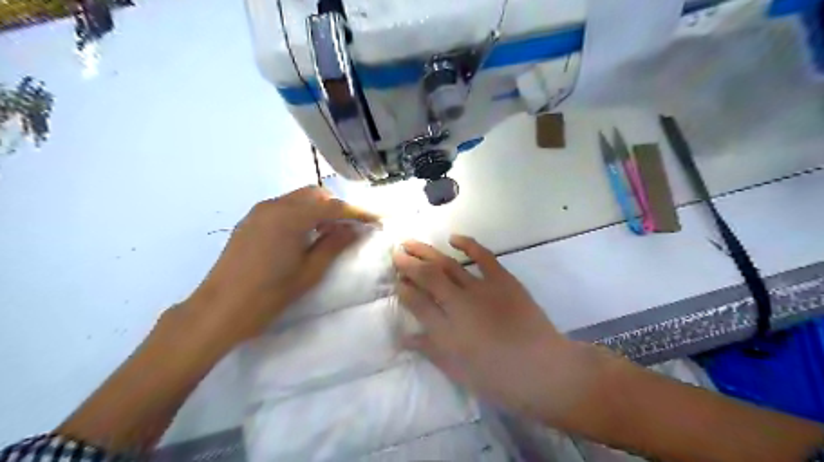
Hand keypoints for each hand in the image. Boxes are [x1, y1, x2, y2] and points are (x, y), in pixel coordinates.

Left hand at [183, 186, 375, 348]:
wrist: (219, 309)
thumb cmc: (269, 294)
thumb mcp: (309, 271)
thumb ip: (334, 244)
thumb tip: (355, 229)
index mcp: (291, 217)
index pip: (333, 206)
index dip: (358, 212)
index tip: (376, 219)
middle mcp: (275, 205)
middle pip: (315, 194)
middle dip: (337, 206)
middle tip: (350, 228)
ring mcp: (259, 211)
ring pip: (298, 198)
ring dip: (318, 209)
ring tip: (329, 232)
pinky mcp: (250, 220)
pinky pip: (283, 207)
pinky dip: (301, 213)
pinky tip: (304, 235)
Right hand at [392, 238, 599, 424]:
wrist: (544, 370)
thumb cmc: (499, 378)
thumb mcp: (458, 371)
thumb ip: (430, 350)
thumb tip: (404, 337)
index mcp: (446, 331)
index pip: (417, 303)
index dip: (403, 290)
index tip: (396, 281)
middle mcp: (459, 304)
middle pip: (428, 277)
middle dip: (408, 264)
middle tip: (396, 252)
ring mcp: (482, 289)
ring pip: (448, 264)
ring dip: (427, 251)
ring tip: (410, 242)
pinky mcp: (503, 280)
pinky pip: (484, 256)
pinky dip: (468, 244)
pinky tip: (453, 237)